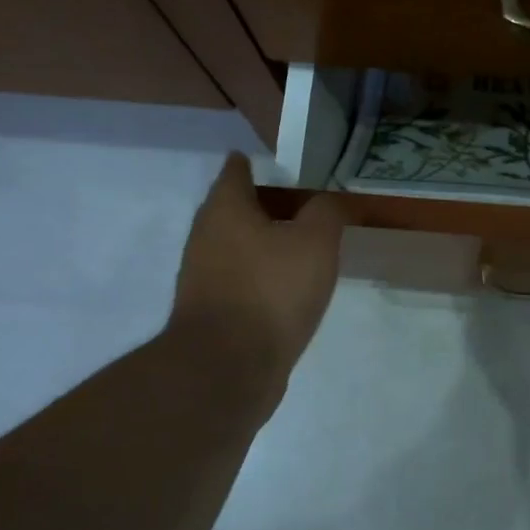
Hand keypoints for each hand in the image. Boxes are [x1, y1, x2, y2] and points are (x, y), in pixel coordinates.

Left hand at [167, 154, 345, 416]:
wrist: (228, 366)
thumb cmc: (272, 291)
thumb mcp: (315, 242)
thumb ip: (326, 213)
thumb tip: (327, 201)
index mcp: (226, 210)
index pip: (235, 172)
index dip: (251, 164)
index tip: (268, 163)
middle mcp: (206, 237)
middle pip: (231, 210)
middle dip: (259, 205)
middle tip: (295, 204)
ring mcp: (202, 277)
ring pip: (233, 246)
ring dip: (259, 243)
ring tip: (295, 246)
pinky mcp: (210, 312)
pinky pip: (237, 280)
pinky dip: (257, 275)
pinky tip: (283, 288)